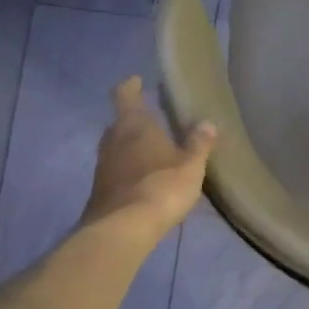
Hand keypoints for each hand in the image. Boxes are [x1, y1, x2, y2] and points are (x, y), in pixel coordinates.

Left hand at [80, 78, 216, 240]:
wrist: (123, 228)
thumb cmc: (161, 187)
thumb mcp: (190, 166)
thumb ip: (198, 144)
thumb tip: (207, 123)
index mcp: (134, 125)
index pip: (125, 94)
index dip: (131, 86)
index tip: (137, 80)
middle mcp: (113, 139)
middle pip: (120, 122)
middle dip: (135, 120)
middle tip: (154, 121)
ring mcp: (103, 165)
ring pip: (117, 147)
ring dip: (131, 147)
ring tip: (153, 153)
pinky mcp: (101, 189)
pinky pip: (116, 170)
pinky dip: (128, 169)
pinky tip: (145, 180)